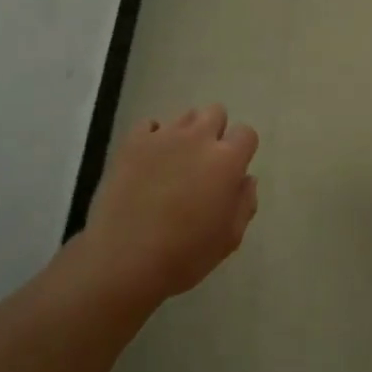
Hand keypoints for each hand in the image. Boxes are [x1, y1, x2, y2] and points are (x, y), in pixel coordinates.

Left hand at [84, 105, 258, 298]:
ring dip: (186, 134)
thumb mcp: (229, 238)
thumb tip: (246, 179)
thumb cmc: (185, 254)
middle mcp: (198, 138)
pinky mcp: (133, 142)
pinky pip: (149, 125)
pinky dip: (153, 138)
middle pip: (215, 112)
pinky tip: (149, 161)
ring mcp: (163, 136)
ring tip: (174, 163)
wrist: (124, 258)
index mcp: (227, 160)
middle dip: (215, 132)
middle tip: (204, 163)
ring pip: (184, 116)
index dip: (242, 150)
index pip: (246, 133)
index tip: (232, 171)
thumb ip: (245, 203)